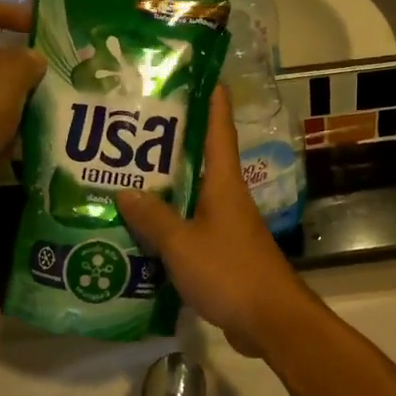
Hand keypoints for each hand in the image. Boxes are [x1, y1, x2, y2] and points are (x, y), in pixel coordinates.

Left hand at [0, 0, 44, 175]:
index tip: (42, 25)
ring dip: (15, 95)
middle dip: (19, 61)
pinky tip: (28, 133)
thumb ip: (28, 60)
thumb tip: (33, 59)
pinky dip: (5, 123)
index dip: (14, 12)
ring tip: (46, 102)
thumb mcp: (13, 73)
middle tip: (49, 69)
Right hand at [115, 89, 317, 358]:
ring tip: (128, 177)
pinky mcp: (224, 252)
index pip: (219, 130)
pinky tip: (143, 231)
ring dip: (167, 187)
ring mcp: (228, 225)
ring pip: (193, 196)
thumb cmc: (230, 271)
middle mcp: (228, 197)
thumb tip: (125, 191)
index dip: (212, 101)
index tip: (201, 74)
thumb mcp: (182, 243)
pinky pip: (192, 227)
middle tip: (134, 129)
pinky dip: (170, 224)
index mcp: (224, 184)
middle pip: (201, 160)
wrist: (269, 320)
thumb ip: (153, 218)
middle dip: (172, 144)